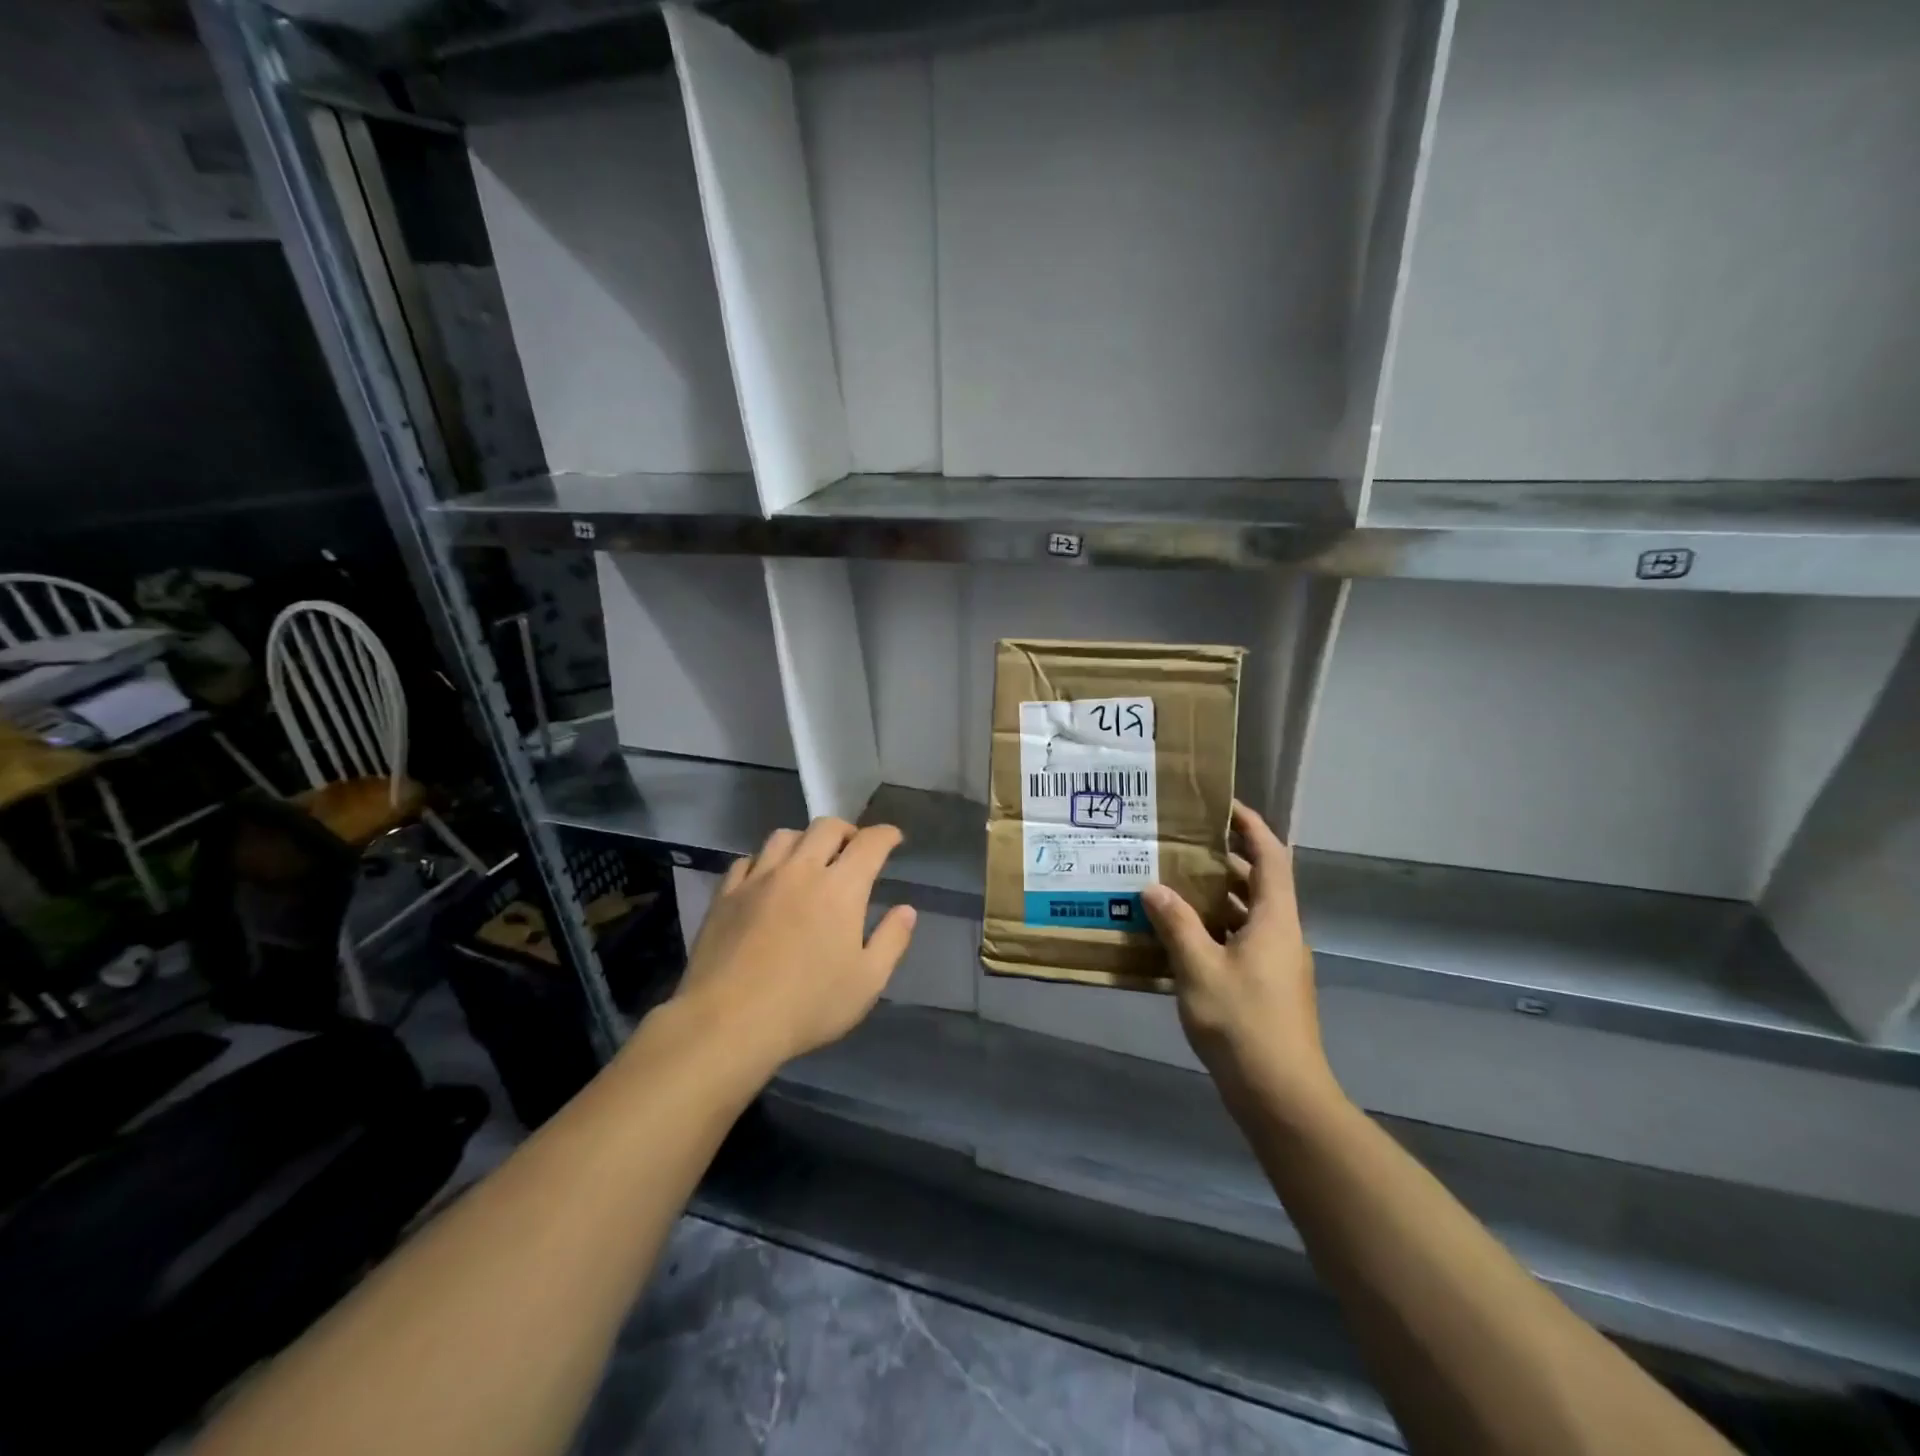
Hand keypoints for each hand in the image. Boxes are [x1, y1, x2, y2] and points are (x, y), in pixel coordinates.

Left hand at [674, 818, 916, 1068]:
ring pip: (784, 835)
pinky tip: (766, 878)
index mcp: (841, 888)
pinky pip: (747, 860)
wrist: (728, 1021)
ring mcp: (758, 879)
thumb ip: (891, 940)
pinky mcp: (726, 895)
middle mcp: (800, 870)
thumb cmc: (808, 1005)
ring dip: (805, 840)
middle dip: (847, 830)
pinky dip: (765, 860)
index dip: (886, 835)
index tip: (894, 838)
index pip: (870, 843)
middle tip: (853, 848)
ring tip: (810, 859)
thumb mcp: (867, 982)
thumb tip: (906, 910)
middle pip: (826, 827)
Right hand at [1142, 802, 1340, 1118]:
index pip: (1272, 856)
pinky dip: (1213, 929)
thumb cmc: (1242, 1022)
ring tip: (1170, 885)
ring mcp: (1276, 963)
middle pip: (1258, 883)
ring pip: (1246, 914)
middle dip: (1223, 861)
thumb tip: (1154, 888)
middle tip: (1180, 846)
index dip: (1252, 826)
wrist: (1280, 1095)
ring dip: (1214, 898)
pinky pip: (1239, 941)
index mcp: (1275, 920)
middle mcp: (1281, 934)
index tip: (1223, 806)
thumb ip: (1176, 924)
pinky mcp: (1266, 987)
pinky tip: (1177, 937)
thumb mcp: (1199, 969)